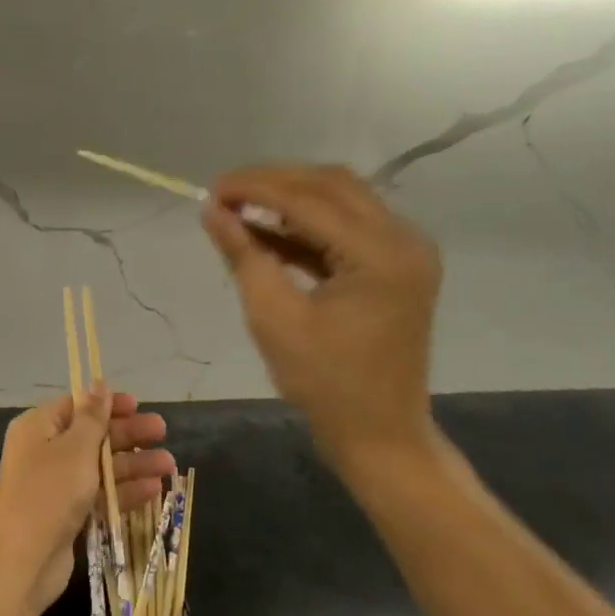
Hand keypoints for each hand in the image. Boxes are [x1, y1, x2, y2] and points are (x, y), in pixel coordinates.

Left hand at [0, 388, 175, 615]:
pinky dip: (124, 491)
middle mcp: (44, 451)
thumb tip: (99, 383)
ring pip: (100, 467)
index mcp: (38, 427)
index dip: (107, 404)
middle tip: (162, 431)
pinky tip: (154, 490)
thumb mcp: (75, 447)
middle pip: (92, 436)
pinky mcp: (67, 514)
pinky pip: (99, 495)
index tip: (137, 405)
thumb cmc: (49, 491)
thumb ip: (93, 416)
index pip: (76, 406)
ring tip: (169, 465)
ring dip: (133, 464)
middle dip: (128, 435)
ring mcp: (56, 485)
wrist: (23, 559)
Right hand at [203, 164, 441, 479]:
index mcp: (380, 254)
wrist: (380, 433)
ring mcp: (406, 250)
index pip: (308, 199)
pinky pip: (348, 226)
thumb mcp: (274, 318)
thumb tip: (211, 210)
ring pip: (341, 198)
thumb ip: (243, 255)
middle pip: (331, 185)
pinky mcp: (396, 264)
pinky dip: (307, 223)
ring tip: (239, 208)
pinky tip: (267, 230)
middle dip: (273, 182)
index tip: (209, 189)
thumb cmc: (325, 383)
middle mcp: (403, 239)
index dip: (254, 187)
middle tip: (223, 194)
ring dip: (290, 198)